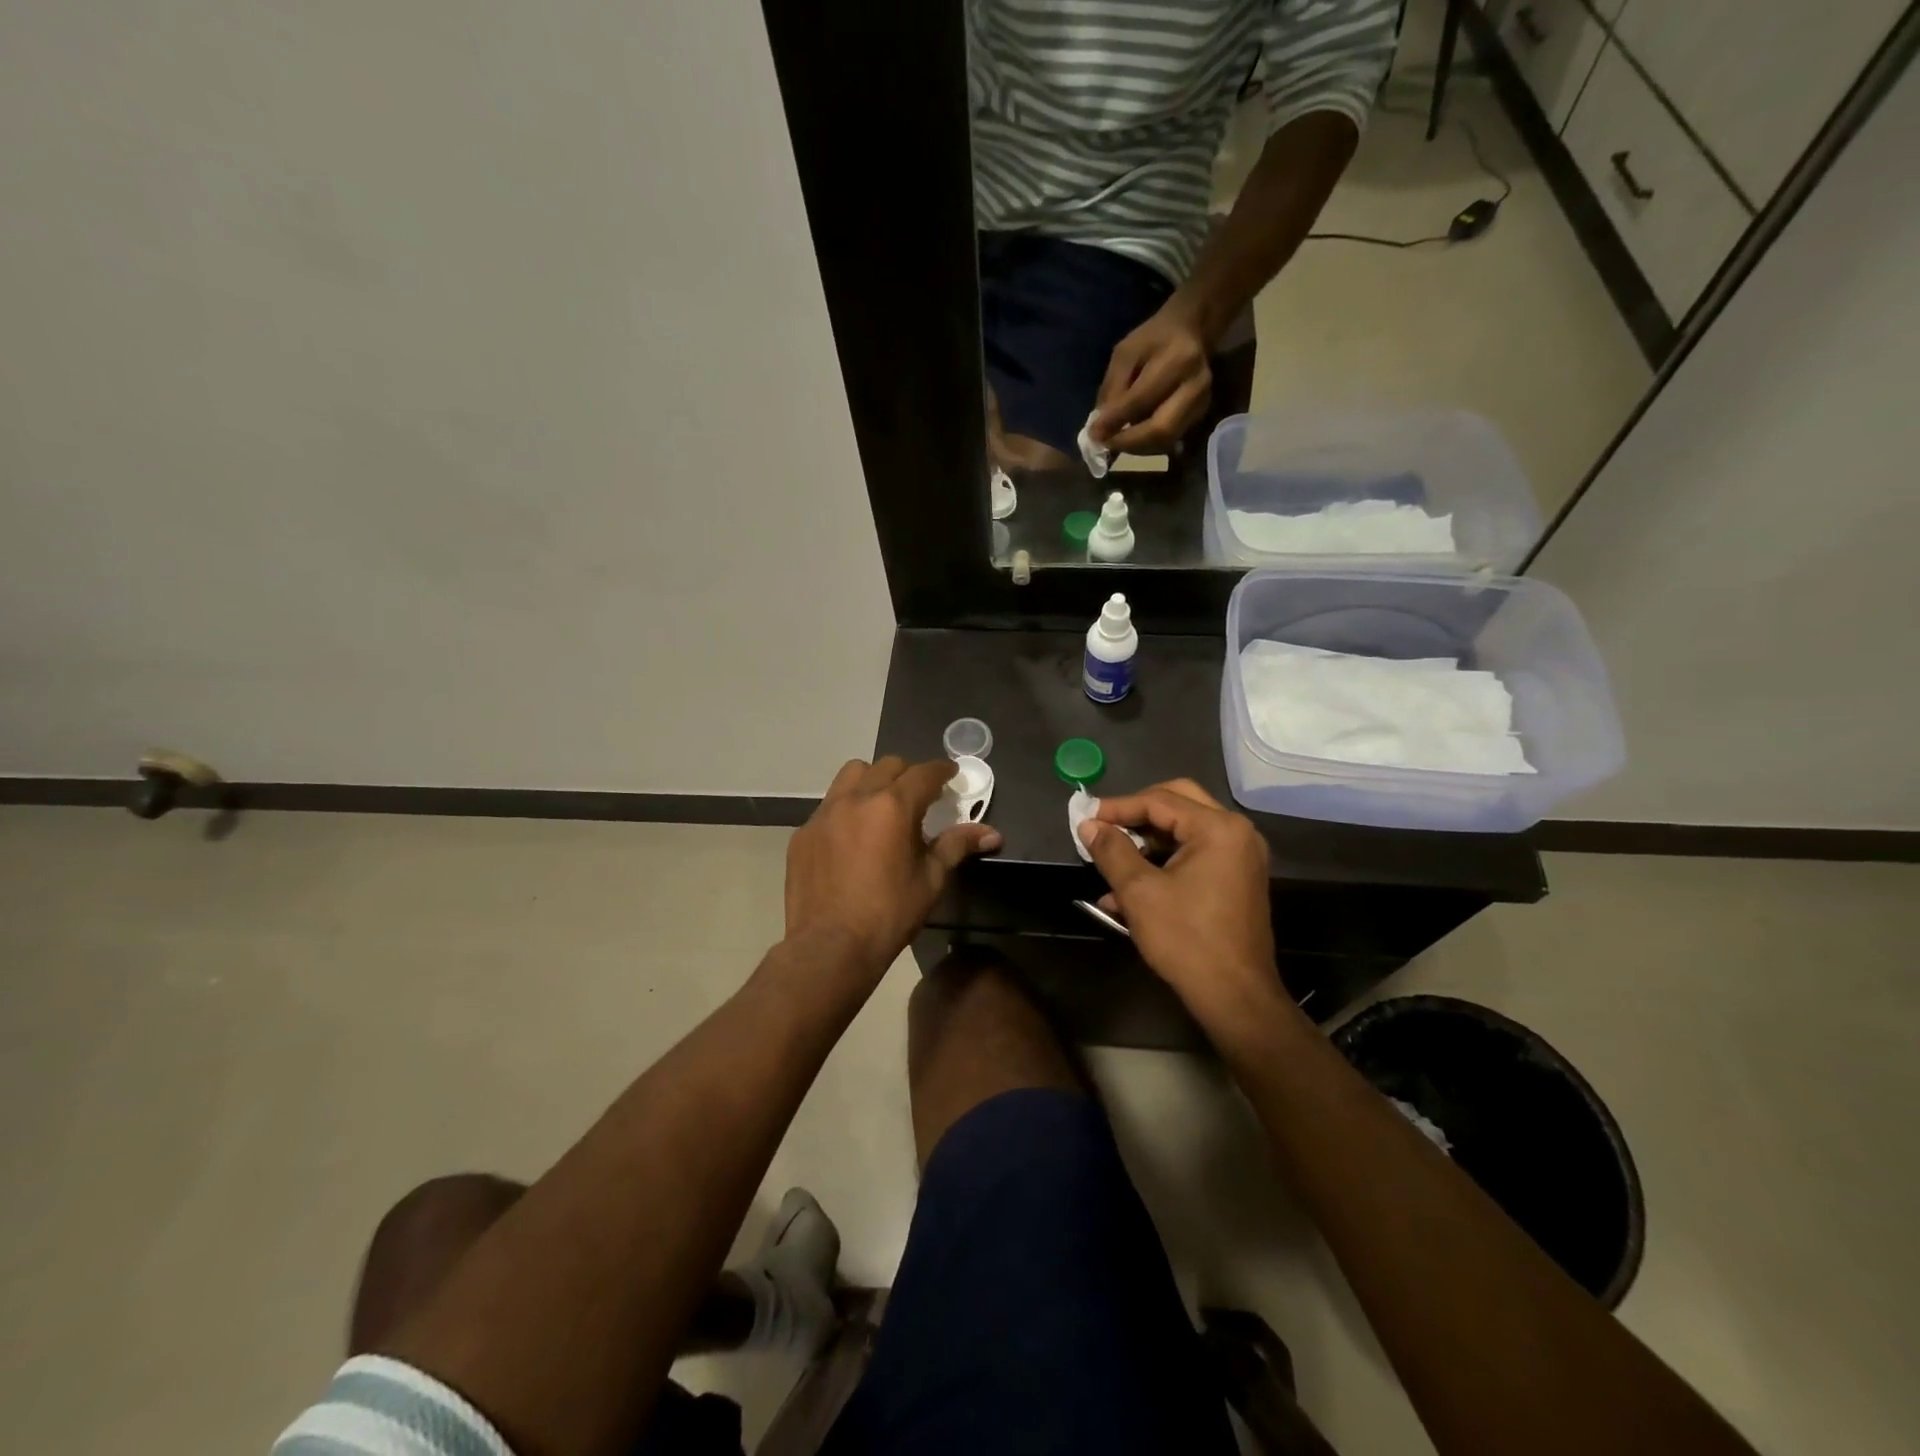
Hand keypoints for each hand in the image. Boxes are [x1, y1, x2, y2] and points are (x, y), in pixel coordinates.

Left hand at [786, 757, 1001, 976]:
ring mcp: (825, 814)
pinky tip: (851, 837)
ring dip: (872, 780)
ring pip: (852, 775)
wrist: (830, 947)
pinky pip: (829, 806)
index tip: (951, 774)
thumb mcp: (931, 880)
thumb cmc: (889, 914)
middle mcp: (857, 798)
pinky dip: (846, 809)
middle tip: (920, 796)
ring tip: (881, 805)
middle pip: (887, 766)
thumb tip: (993, 834)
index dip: (942, 771)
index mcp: (893, 806)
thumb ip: (957, 846)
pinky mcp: (803, 833)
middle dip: (908, 774)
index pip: (924, 773)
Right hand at [1077, 779, 1284, 1031]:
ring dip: (1147, 841)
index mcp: (1218, 828)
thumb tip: (1088, 825)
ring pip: (1185, 830)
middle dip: (1136, 814)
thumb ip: (1112, 850)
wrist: (1235, 997)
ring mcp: (1241, 856)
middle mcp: (1236, 833)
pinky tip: (1129, 889)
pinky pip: (1195, 854)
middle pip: (1178, 802)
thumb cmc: (1186, 939)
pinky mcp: (1237, 878)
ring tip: (1110, 861)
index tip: (1085, 818)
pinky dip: (1164, 862)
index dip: (1118, 807)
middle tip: (1104, 826)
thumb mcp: (1139, 892)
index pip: (1159, 800)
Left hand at [1091, 301, 1212, 454]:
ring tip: (1116, 441)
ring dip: (1136, 448)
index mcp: (1177, 360)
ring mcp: (1202, 403)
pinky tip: (1133, 438)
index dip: (1115, 421)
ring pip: (1166, 441)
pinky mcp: (1200, 416)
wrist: (1192, 331)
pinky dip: (1147, 445)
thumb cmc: (1153, 340)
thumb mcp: (1125, 353)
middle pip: (1161, 429)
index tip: (1093, 434)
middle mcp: (1196, 385)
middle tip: (1106, 444)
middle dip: (1128, 443)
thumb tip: (1099, 429)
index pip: (1141, 400)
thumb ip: (1112, 389)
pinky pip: (1170, 440)